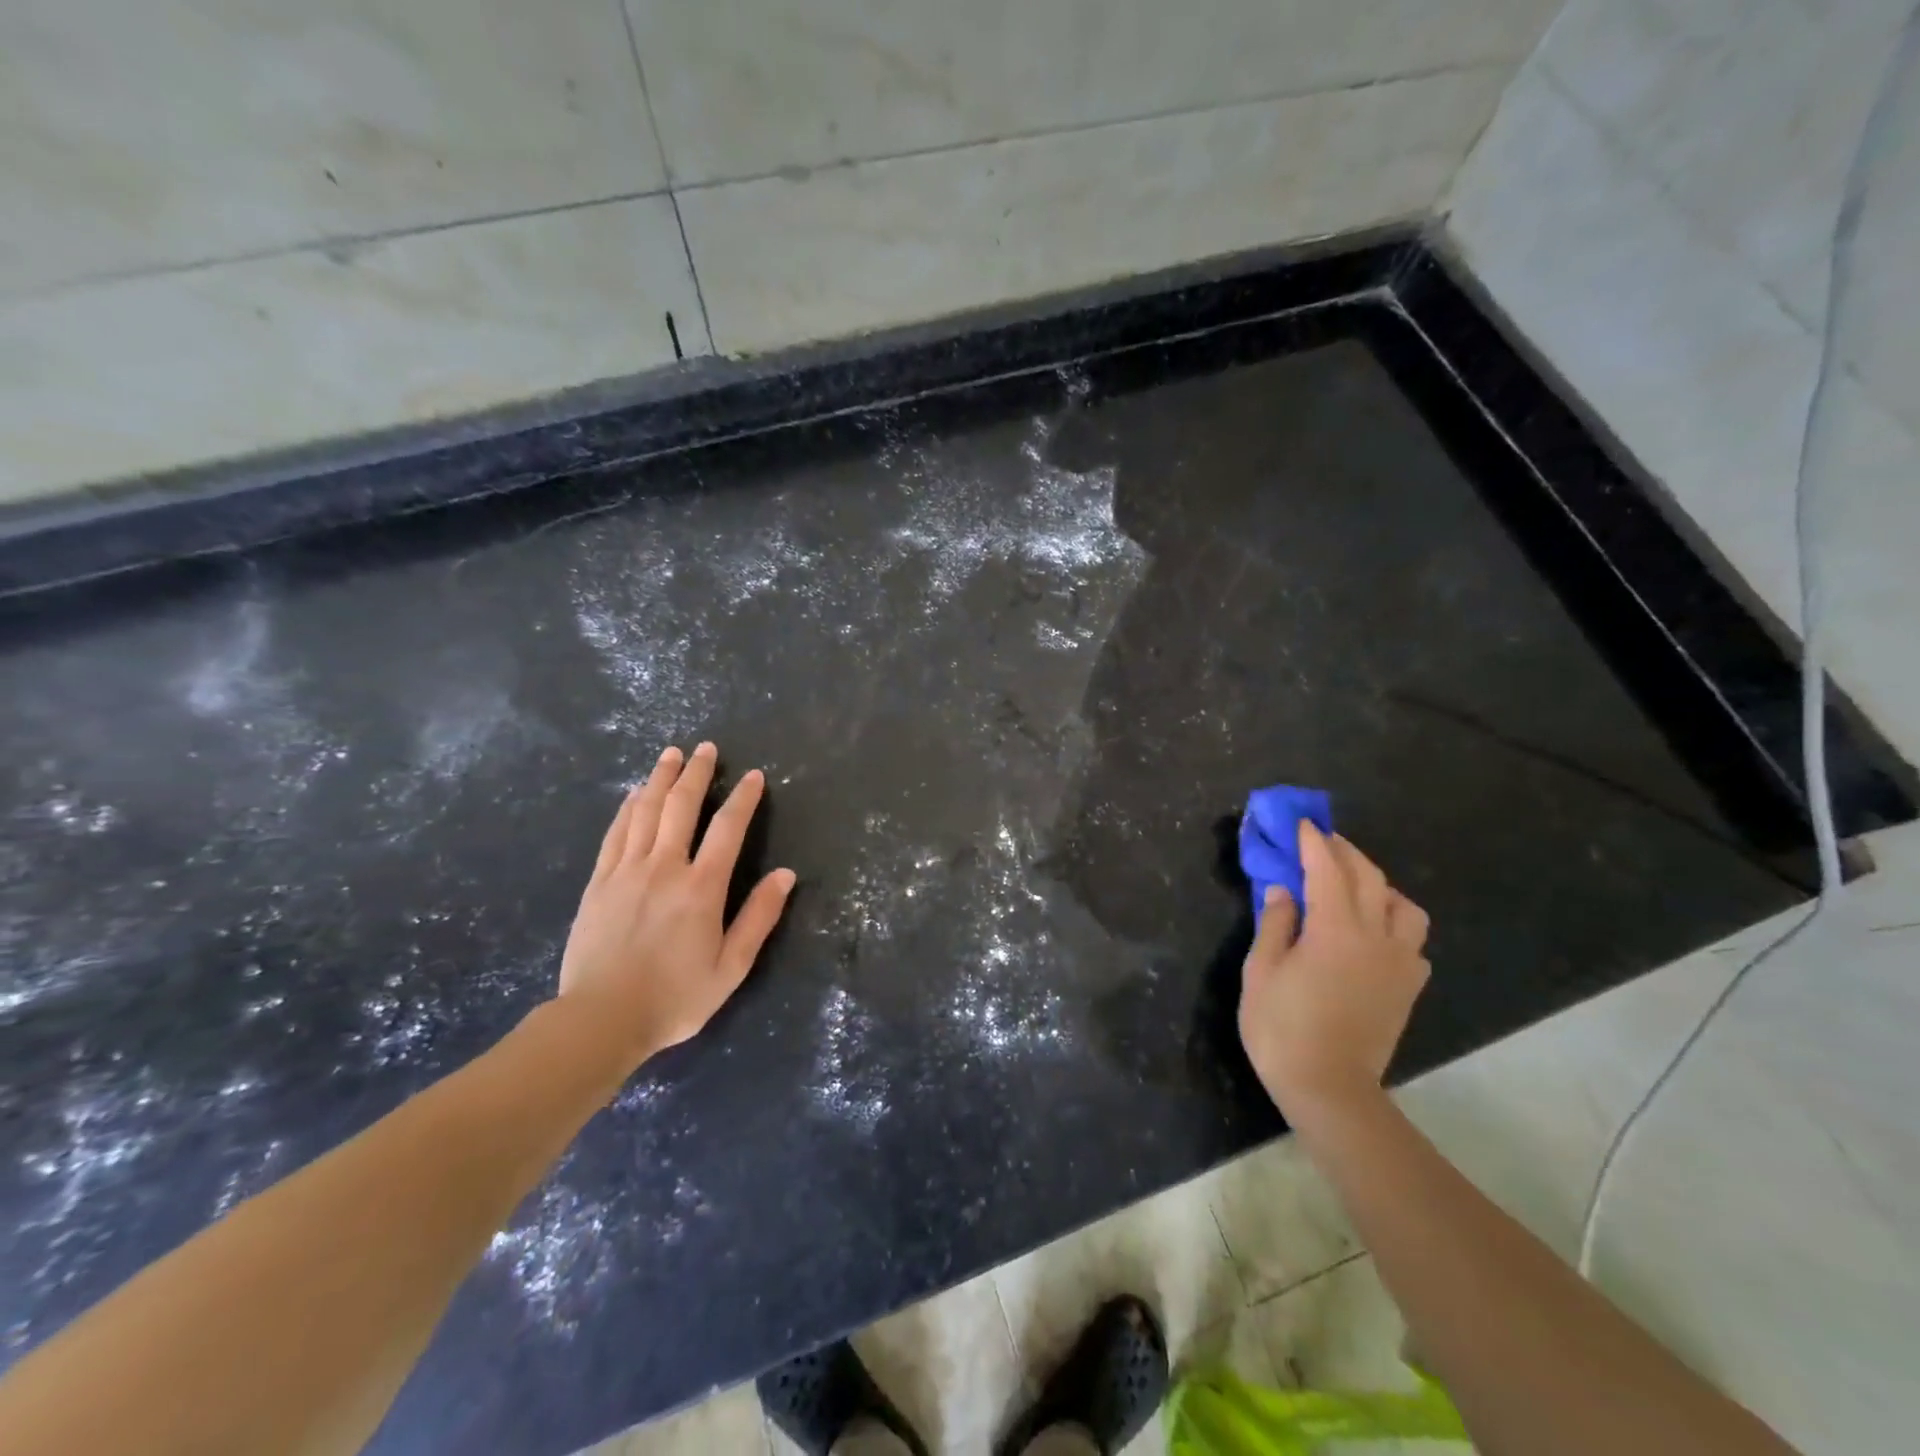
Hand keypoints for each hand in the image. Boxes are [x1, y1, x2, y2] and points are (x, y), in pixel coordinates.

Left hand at [557, 742, 795, 1065]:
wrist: (600, 1020)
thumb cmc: (675, 997)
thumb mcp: (731, 967)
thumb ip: (759, 917)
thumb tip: (785, 875)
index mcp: (702, 888)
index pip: (728, 828)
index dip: (743, 798)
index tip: (753, 776)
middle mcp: (665, 868)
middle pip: (682, 806)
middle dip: (697, 773)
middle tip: (706, 748)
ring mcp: (627, 872)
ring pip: (646, 811)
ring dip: (661, 779)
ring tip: (670, 754)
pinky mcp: (599, 882)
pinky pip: (616, 833)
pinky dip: (628, 807)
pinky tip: (635, 794)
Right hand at [1238, 822, 1430, 1119]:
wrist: (1329, 1089)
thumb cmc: (1282, 1028)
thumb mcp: (1261, 971)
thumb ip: (1275, 924)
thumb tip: (1283, 890)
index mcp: (1335, 930)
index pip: (1327, 870)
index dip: (1313, 843)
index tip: (1302, 823)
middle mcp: (1375, 938)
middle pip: (1369, 878)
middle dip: (1345, 853)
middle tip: (1322, 841)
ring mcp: (1398, 963)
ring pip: (1404, 907)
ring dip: (1379, 886)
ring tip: (1354, 887)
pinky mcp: (1407, 988)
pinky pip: (1412, 942)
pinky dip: (1394, 924)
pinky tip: (1373, 934)